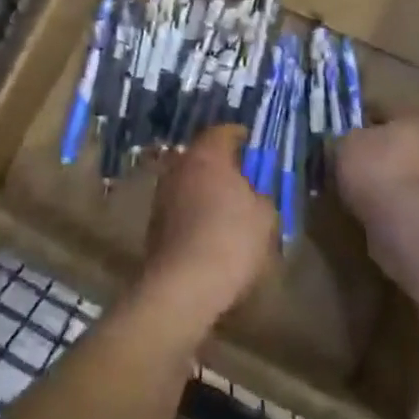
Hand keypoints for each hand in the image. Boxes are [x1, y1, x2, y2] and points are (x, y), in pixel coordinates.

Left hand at [141, 125, 275, 329]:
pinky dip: (193, 212)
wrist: (183, 286)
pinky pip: (180, 207)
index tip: (253, 147)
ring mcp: (163, 193)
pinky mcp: (154, 222)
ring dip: (205, 190)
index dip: (240, 137)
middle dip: (221, 165)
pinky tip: (208, 233)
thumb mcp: (264, 217)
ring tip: (226, 210)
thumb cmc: (231, 240)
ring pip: (189, 182)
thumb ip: (261, 196)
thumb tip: (254, 194)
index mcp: (207, 155)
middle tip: (242, 180)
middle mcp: (180, 166)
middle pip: (203, 156)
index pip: (223, 132)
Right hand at [333, 115, 418, 283]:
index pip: (381, 110)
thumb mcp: (345, 144)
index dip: (359, 117)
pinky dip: (377, 205)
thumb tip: (340, 144)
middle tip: (340, 160)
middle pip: (390, 144)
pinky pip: (393, 203)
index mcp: (411, 121)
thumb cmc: (377, 170)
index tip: (339, 128)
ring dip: (373, 182)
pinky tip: (357, 210)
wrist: (408, 228)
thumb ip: (342, 140)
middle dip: (368, 153)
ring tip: (344, 188)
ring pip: (392, 175)